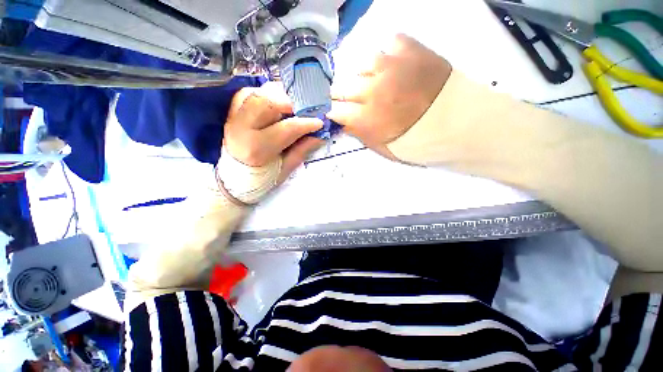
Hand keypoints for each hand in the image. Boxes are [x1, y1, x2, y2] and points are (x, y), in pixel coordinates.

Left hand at [224, 82, 323, 183]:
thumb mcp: (285, 168)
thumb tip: (320, 135)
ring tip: (289, 107)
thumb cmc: (263, 177)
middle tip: (303, 111)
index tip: (319, 122)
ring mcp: (234, 118)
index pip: (287, 128)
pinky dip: (264, 95)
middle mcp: (242, 129)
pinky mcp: (231, 113)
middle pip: (267, 101)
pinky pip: (247, 93)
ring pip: (257, 93)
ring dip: (277, 96)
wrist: (234, 179)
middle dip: (290, 103)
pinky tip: (274, 105)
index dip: (306, 123)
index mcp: (257, 149)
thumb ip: (302, 150)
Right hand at [327, 34, 451, 158]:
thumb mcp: (384, 149)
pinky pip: (391, 43)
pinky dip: (390, 53)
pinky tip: (396, 65)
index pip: (335, 110)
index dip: (334, 112)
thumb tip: (345, 124)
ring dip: (366, 76)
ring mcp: (391, 66)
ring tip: (378, 82)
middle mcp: (372, 90)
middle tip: (354, 100)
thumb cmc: (418, 142)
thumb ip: (361, 136)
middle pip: (341, 87)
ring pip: (362, 64)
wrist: (457, 124)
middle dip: (342, 96)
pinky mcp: (411, 49)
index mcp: (366, 118)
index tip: (338, 113)